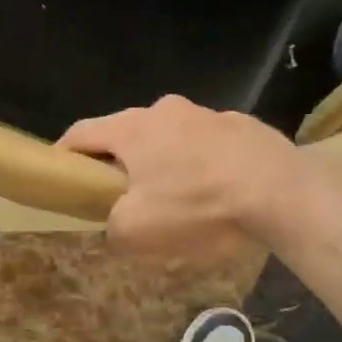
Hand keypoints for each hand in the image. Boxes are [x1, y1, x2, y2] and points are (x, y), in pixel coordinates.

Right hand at [58, 96, 300, 258]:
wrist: (280, 192)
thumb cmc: (197, 206)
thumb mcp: (138, 231)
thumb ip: (112, 227)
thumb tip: (115, 226)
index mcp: (133, 128)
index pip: (81, 132)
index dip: (64, 154)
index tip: (60, 175)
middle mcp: (167, 110)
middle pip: (128, 133)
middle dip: (120, 161)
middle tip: (121, 194)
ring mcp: (209, 114)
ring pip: (171, 137)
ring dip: (165, 161)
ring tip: (177, 197)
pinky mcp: (243, 126)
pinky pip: (209, 145)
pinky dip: (202, 163)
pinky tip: (217, 192)